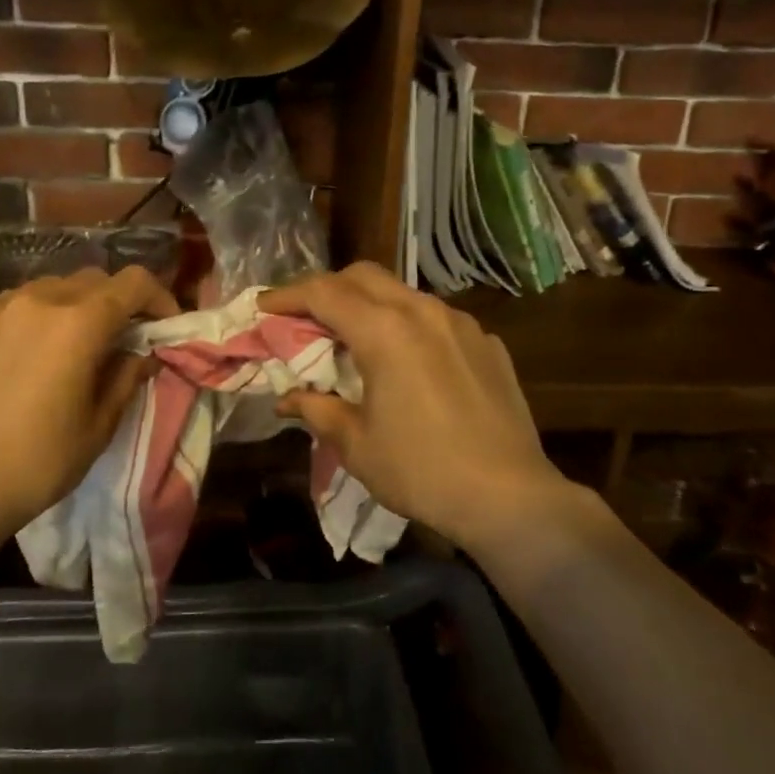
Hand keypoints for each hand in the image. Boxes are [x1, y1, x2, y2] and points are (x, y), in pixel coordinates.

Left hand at [0, 267, 178, 536]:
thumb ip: (127, 377)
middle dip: (115, 302)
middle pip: (92, 279)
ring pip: (48, 289)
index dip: (158, 297)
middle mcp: (38, 300)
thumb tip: (143, 353)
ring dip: (71, 307)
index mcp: (79, 322)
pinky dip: (31, 320)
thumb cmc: (38, 462)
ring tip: (68, 346)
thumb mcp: (98, 425)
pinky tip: (23, 357)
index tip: (164, 325)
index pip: (134, 282)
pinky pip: (11, 307)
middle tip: (119, 339)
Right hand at [260, 263, 563, 548]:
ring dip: (370, 304)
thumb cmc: (421, 471)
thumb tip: (288, 399)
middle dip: (327, 288)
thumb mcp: (356, 444)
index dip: (288, 295)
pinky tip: (409, 361)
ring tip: (355, 338)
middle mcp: (424, 312)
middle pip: (364, 276)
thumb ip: (317, 409)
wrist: (510, 497)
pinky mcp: (488, 343)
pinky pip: (437, 318)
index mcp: (385, 331)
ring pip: (403, 293)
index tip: (264, 306)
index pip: (324, 293)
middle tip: (305, 317)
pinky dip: (409, 325)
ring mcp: (462, 324)